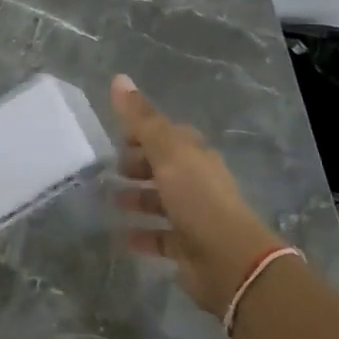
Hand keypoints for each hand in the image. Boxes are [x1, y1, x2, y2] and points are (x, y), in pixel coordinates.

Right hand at [110, 75, 282, 314]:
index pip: (169, 135)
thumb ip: (142, 118)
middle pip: (164, 167)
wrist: (229, 260)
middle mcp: (198, 182)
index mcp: (196, 155)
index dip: (143, 132)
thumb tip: (119, 78)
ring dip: (137, 198)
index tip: (117, 137)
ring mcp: (195, 215)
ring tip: (110, 200)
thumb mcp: (167, 152)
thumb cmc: (197, 198)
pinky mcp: (188, 247)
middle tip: (109, 169)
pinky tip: (121, 236)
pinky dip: (142, 234)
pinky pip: (160, 237)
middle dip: (138, 165)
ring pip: (161, 201)